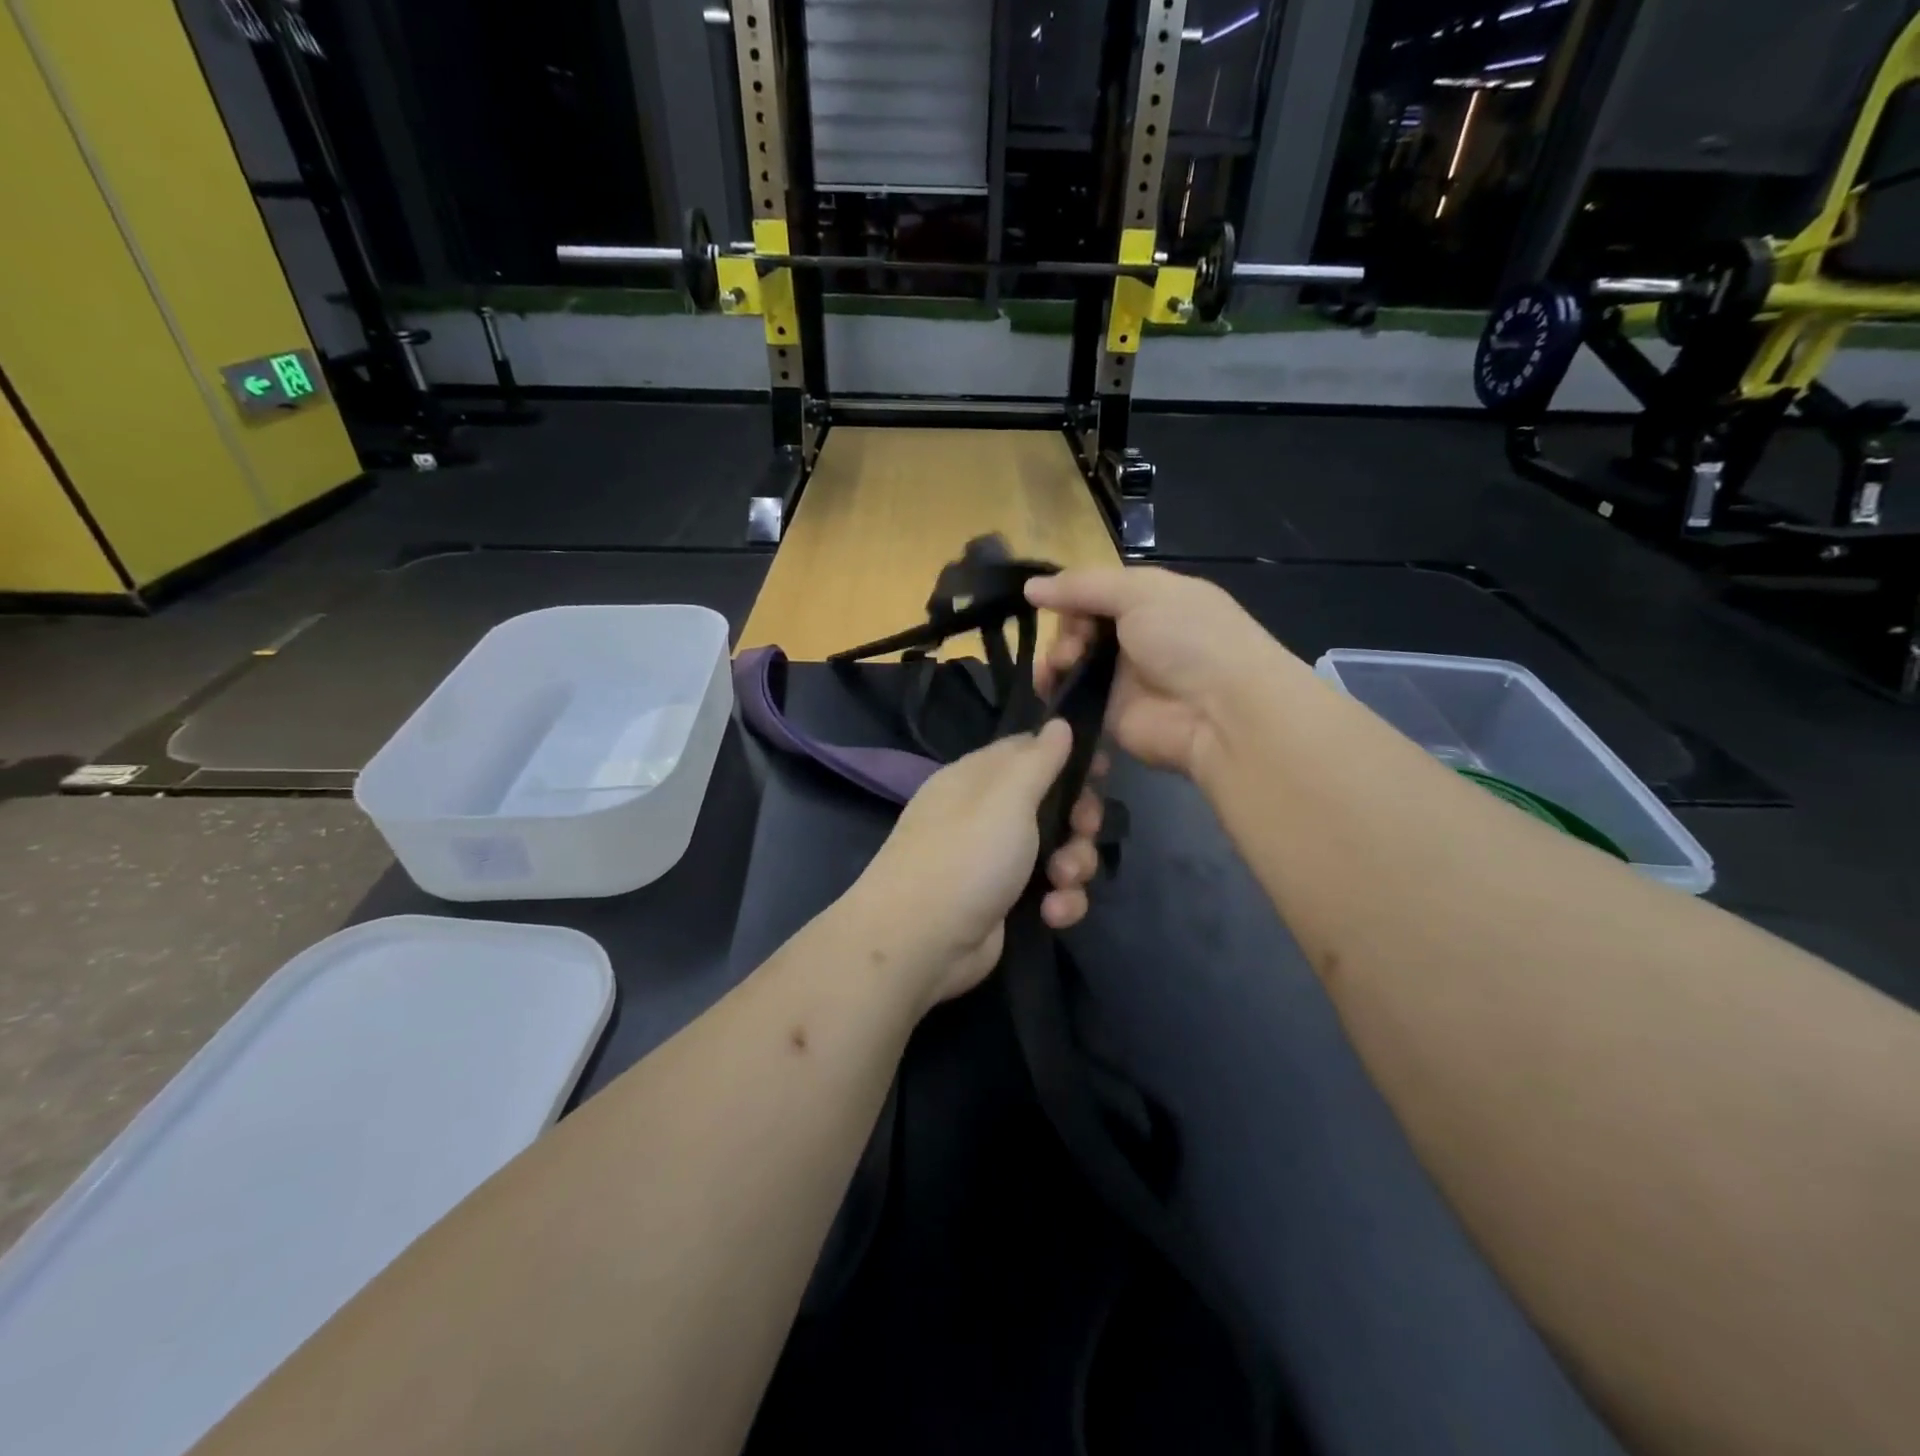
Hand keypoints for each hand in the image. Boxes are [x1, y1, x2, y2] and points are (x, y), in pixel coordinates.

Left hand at [847, 720, 1104, 1006]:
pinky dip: (1059, 901)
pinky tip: (1052, 914)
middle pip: (1053, 803)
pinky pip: (1050, 891)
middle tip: (1082, 831)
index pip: (1031, 751)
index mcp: (979, 778)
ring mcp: (996, 860)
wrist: (920, 942)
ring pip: (1059, 850)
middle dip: (1079, 820)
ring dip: (1073, 866)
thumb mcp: (1006, 797)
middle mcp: (987, 814)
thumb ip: (1038, 759)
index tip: (1102, 770)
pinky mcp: (1007, 902)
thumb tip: (1060, 722)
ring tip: (1061, 882)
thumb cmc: (965, 856)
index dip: (1069, 758)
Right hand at [1026, 566, 1283, 777]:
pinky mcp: (1107, 715)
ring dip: (1056, 658)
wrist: (1219, 712)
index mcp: (1151, 601)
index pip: (1097, 592)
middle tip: (1074, 644)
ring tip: (1062, 666)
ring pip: (1070, 662)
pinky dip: (1054, 691)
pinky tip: (1049, 687)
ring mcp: (1121, 678)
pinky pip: (1070, 699)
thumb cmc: (1188, 638)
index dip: (1072, 595)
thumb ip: (1083, 586)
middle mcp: (1135, 637)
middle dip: (1066, 629)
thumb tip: (1030, 587)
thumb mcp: (1141, 592)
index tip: (1049, 601)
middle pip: (1079, 626)